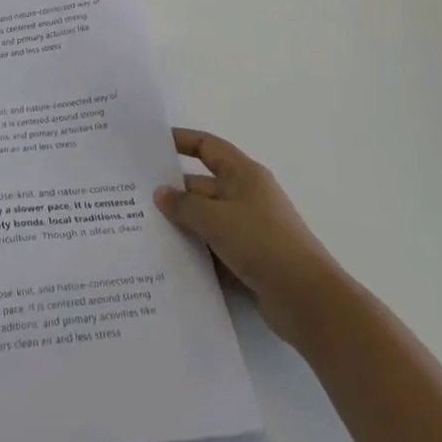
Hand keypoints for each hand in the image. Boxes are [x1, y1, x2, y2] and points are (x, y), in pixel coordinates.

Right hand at [154, 127, 338, 347]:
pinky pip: (213, 248)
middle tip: (134, 196)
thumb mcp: (216, 219)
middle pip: (202, 185)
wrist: (307, 300)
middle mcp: (246, 196)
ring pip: (206, 220)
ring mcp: (248, 230)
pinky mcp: (248, 261)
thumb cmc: (262, 243)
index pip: (207, 146)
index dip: (180, 140)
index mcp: (243, 174)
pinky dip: (195, 252)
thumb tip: (160, 193)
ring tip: (142, 229)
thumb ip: (184, 204)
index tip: (151, 144)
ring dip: (181, 225)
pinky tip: (167, 260)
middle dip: (172, 191)